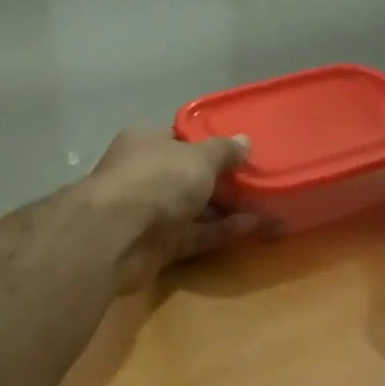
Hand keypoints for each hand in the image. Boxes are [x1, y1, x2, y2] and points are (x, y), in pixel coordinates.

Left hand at [81, 127, 258, 289]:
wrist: (115, 236)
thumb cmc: (157, 180)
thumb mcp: (199, 157)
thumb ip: (224, 151)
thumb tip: (244, 141)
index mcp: (147, 143)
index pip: (181, 139)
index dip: (210, 144)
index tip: (241, 151)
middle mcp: (146, 175)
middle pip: (189, 176)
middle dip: (224, 180)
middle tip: (262, 180)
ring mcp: (150, 212)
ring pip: (195, 208)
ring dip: (228, 208)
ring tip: (269, 205)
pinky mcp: (158, 246)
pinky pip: (196, 235)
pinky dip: (222, 231)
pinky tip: (255, 227)